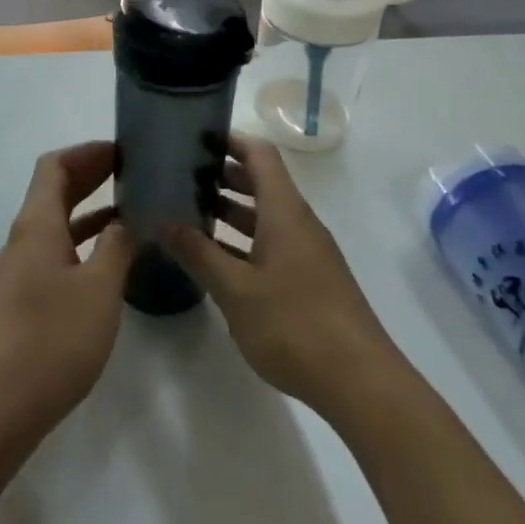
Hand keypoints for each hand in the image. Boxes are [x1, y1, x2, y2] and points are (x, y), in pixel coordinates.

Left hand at [0, 141, 134, 436]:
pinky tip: (110, 260)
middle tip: (132, 173)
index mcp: (37, 224)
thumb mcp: (99, 289)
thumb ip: (117, 247)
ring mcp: (20, 269)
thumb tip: (127, 221)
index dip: (86, 152)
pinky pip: (55, 251)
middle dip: (90, 175)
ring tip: (131, 210)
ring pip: (55, 222)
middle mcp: (24, 238)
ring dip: (88, 210)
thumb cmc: (52, 339)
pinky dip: (82, 242)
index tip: (122, 151)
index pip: (54, 165)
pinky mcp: (22, 298)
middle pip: (53, 190)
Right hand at [163, 133, 397, 421]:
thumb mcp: (235, 290)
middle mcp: (298, 222)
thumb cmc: (294, 325)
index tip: (193, 139)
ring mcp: (308, 252)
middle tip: (179, 177)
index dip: (229, 140)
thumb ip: (198, 253)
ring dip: (230, 210)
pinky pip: (272, 242)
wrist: (361, 384)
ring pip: (265, 215)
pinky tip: (217, 258)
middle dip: (221, 175)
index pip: (259, 154)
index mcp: (284, 211)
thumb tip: (163, 221)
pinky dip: (243, 240)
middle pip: (261, 182)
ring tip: (188, 213)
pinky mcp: (311, 279)